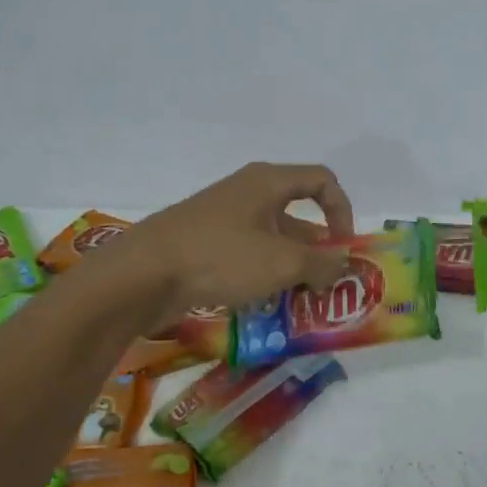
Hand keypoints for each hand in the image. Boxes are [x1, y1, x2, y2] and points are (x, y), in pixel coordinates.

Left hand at [106, 162, 355, 315]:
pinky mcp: (205, 245)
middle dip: (318, 249)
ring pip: (273, 239)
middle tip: (329, 283)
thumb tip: (342, 264)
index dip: (343, 210)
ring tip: (304, 301)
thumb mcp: (282, 263)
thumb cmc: (221, 257)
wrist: (141, 275)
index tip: (345, 246)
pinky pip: (248, 255)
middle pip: (298, 214)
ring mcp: (223, 220)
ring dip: (293, 267)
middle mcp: (248, 193)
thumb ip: (321, 263)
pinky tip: (267, 305)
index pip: (322, 182)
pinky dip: (265, 276)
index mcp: (268, 183)